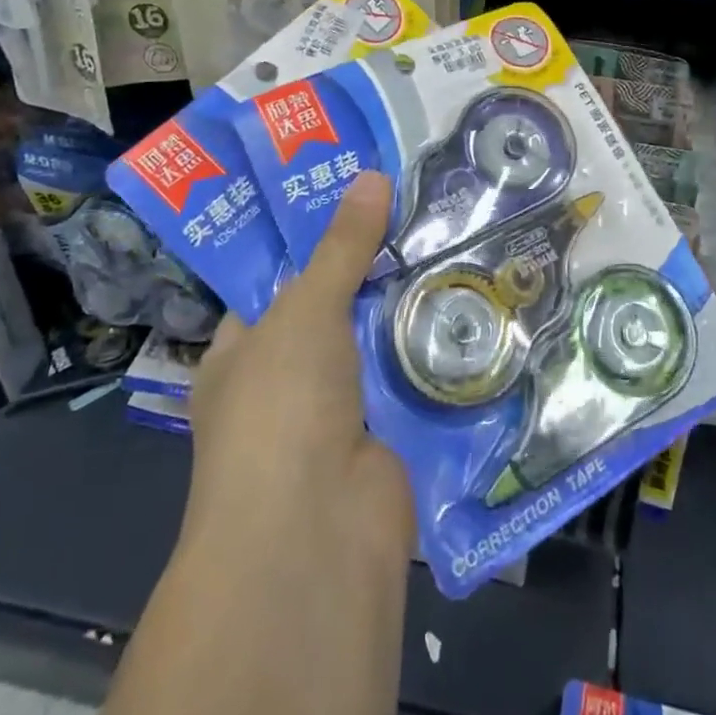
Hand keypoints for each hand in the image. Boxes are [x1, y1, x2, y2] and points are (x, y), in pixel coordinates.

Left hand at [184, 170, 415, 572]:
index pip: (277, 281)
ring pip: (378, 342)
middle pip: (335, 307)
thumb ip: (340, 247)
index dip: (314, 236)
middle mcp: (285, 381)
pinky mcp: (387, 436)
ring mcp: (338, 412)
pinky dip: (435, 350)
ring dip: (410, 305)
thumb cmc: (281, 407)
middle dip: (373, 265)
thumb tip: (371, 176)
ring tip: (454, 238)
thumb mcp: (305, 311)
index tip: (357, 191)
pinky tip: (473, 302)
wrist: (314, 537)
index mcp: (242, 353)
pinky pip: (412, 379)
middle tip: (420, 205)